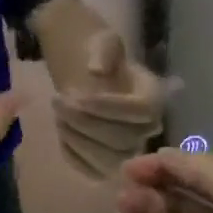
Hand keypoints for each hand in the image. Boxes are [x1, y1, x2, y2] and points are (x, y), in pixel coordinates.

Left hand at [52, 30, 170, 179]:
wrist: (87, 75)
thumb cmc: (99, 56)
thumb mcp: (102, 41)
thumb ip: (103, 50)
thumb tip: (96, 70)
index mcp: (154, 95)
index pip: (142, 110)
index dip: (110, 107)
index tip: (77, 96)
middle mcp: (149, 128)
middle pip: (125, 139)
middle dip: (85, 122)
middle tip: (58, 101)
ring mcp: (129, 149)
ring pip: (109, 160)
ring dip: (77, 139)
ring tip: (58, 115)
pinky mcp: (107, 165)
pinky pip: (91, 170)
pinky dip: (72, 153)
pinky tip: (61, 130)